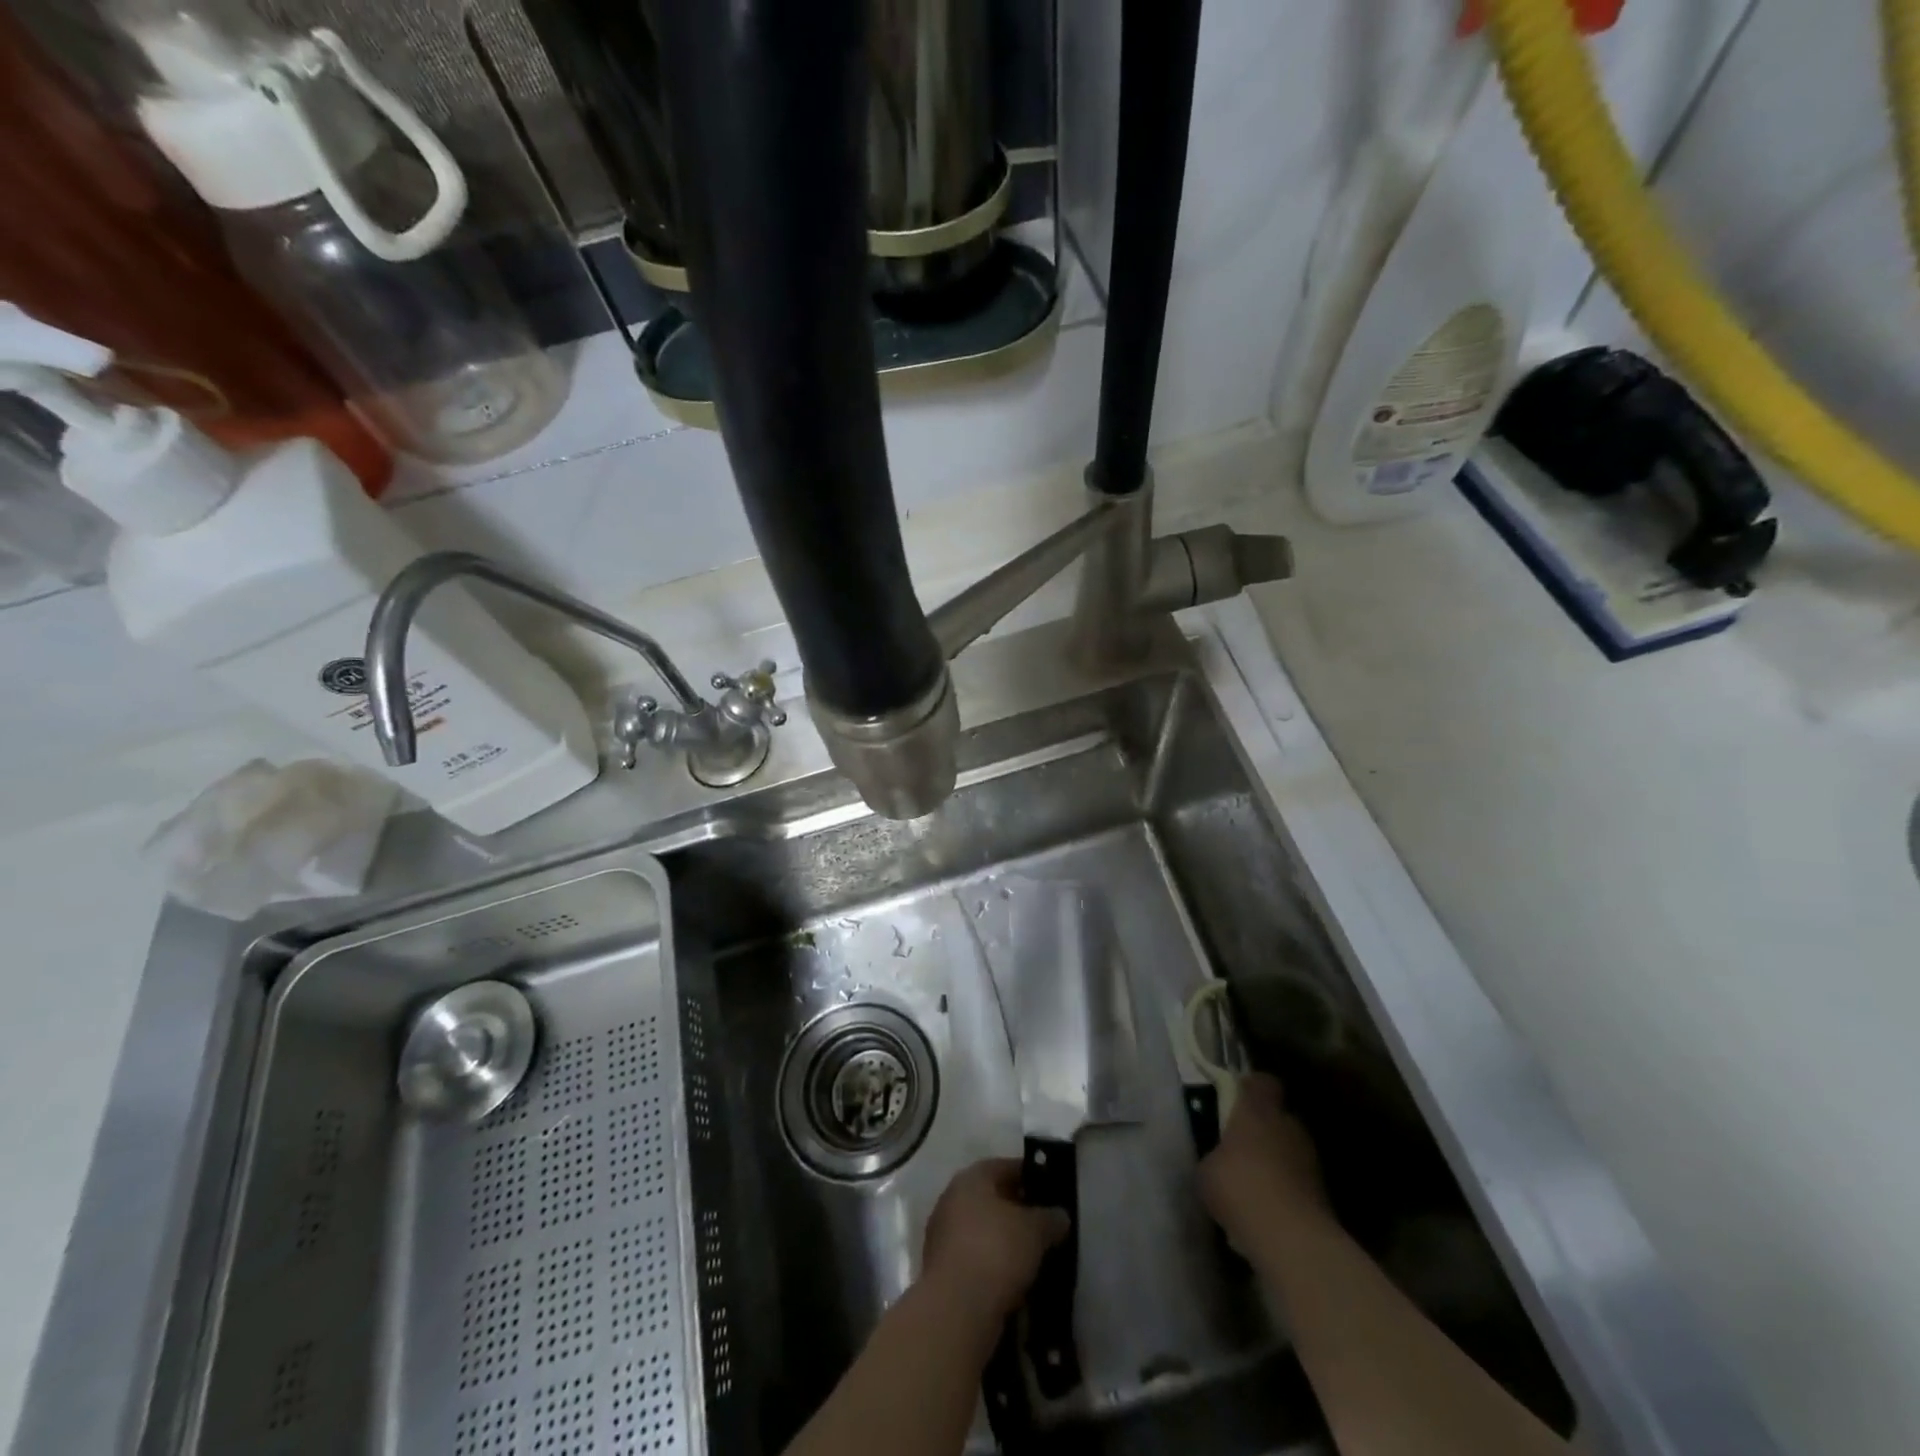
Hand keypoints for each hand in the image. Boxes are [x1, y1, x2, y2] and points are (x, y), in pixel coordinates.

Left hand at [922, 1158, 1070, 1322]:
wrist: (956, 1309)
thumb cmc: (996, 1250)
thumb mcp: (1035, 1230)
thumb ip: (1050, 1218)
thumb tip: (1060, 1216)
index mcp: (972, 1178)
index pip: (1005, 1167)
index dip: (1031, 1176)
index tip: (1052, 1191)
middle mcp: (952, 1199)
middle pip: (992, 1199)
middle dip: (1019, 1211)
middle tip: (1046, 1226)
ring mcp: (944, 1236)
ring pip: (984, 1231)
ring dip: (1006, 1242)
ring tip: (1035, 1257)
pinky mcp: (943, 1271)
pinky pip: (976, 1259)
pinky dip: (995, 1266)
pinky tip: (1016, 1281)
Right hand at [1200, 1072, 1331, 1254]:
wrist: (1290, 1239)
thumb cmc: (1239, 1187)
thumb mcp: (1206, 1170)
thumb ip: (1214, 1156)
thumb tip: (1218, 1161)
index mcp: (1258, 1110)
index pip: (1262, 1082)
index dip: (1250, 1088)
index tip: (1236, 1099)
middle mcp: (1289, 1126)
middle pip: (1279, 1118)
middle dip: (1263, 1130)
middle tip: (1240, 1148)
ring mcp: (1311, 1160)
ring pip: (1290, 1151)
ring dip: (1276, 1162)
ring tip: (1253, 1185)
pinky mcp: (1324, 1194)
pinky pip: (1298, 1182)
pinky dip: (1286, 1191)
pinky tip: (1267, 1211)